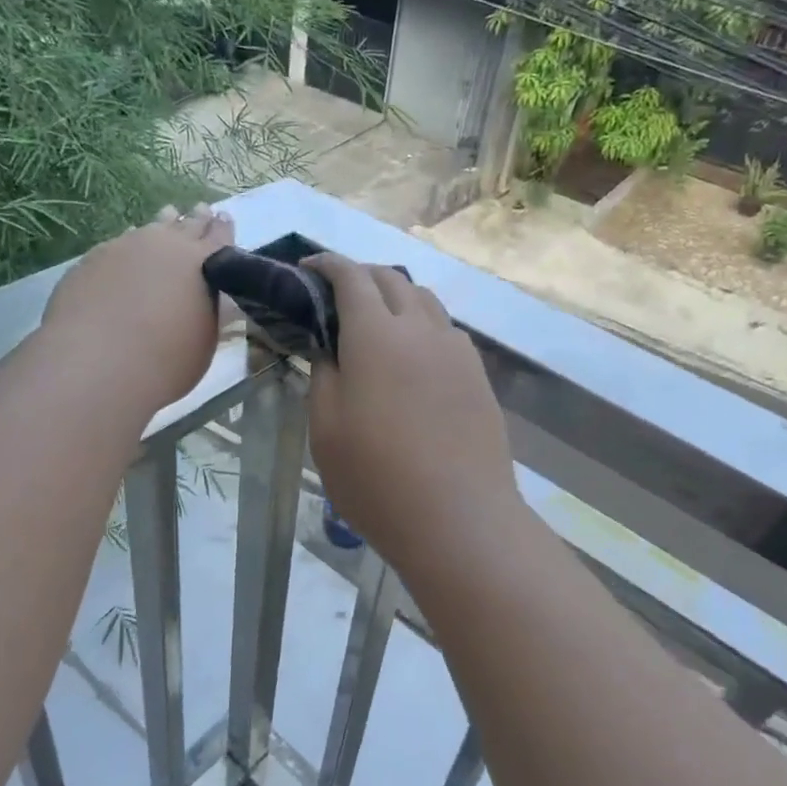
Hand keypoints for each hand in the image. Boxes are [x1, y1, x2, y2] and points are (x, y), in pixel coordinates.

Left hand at [43, 204, 232, 420]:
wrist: (99, 360)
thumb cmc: (166, 359)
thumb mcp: (204, 339)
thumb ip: (209, 310)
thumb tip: (213, 297)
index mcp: (202, 263)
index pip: (219, 238)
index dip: (223, 229)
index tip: (225, 218)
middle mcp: (167, 245)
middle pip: (186, 226)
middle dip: (196, 219)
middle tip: (201, 210)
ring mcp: (126, 247)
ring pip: (150, 228)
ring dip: (163, 223)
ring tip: (169, 214)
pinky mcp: (94, 258)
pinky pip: (120, 242)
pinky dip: (130, 242)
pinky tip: (128, 245)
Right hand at [307, 254, 521, 573]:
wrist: (459, 519)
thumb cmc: (377, 479)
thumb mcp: (326, 430)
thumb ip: (324, 376)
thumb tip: (332, 349)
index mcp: (376, 335)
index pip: (351, 277)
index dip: (327, 265)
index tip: (308, 268)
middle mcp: (420, 329)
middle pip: (392, 279)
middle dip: (361, 276)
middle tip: (337, 296)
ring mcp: (456, 351)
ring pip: (425, 301)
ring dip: (396, 297)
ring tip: (376, 322)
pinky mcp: (478, 376)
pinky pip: (446, 331)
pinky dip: (422, 325)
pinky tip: (413, 357)